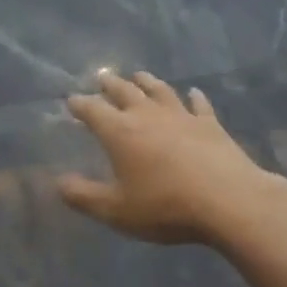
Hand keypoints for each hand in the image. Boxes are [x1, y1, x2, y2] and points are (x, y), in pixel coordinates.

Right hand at [62, 72, 274, 245]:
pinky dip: (194, 97)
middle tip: (102, 77)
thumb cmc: (166, 206)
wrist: (228, 200)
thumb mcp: (117, 211)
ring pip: (159, 90)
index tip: (71, 101)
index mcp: (120, 131)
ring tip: (139, 75)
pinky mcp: (210, 124)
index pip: (92, 110)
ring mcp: (181, 115)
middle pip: (124, 91)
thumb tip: (58, 183)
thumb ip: (84, 196)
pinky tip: (194, 93)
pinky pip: (199, 104)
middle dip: (110, 84)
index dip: (80, 104)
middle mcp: (147, 115)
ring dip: (147, 81)